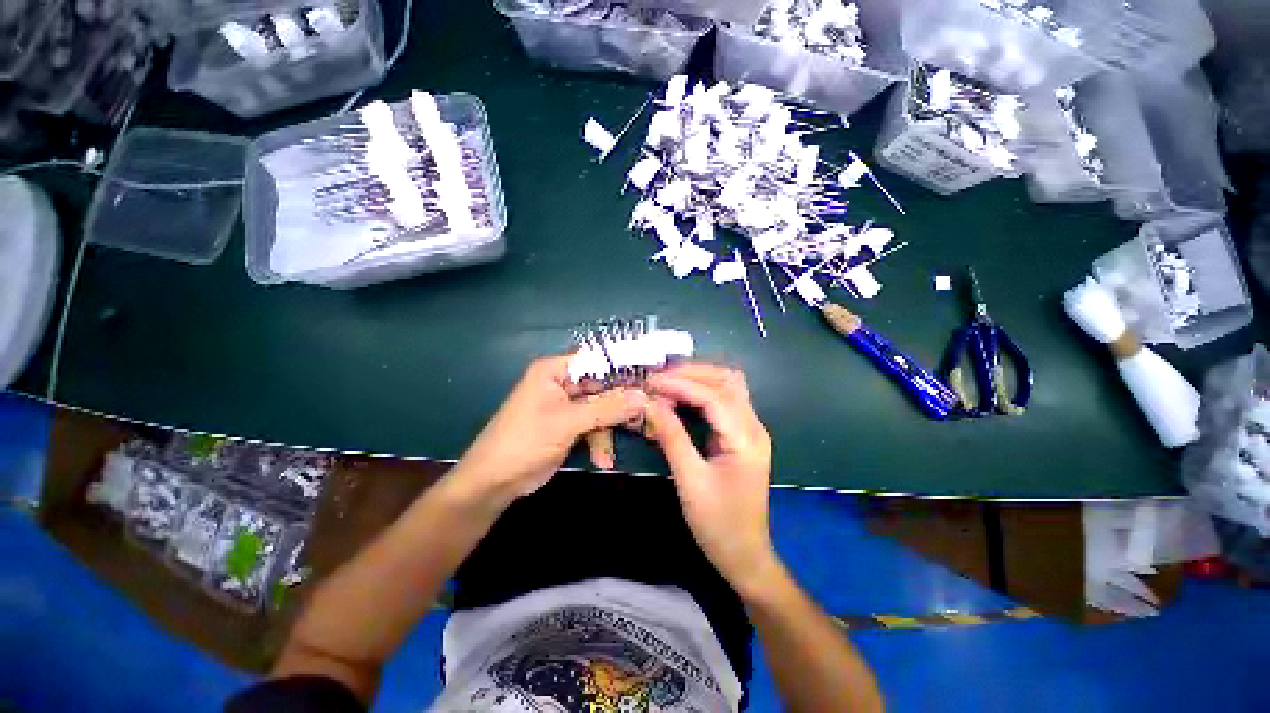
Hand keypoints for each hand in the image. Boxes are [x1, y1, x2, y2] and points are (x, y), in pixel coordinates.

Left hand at [452, 356, 647, 508]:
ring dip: (609, 429)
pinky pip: (594, 426)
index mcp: (555, 371)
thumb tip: (642, 397)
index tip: (650, 376)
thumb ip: (606, 408)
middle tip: (646, 413)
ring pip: (601, 408)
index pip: (596, 359)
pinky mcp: (569, 426)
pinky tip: (603, 459)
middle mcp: (562, 383)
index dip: (623, 366)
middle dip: (621, 403)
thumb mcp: (567, 423)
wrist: (494, 483)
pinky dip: (600, 441)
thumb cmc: (524, 442)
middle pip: (602, 385)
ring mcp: (567, 406)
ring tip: (617, 447)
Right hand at [644, 363, 780, 595]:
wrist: (745, 556)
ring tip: (667, 382)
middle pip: (727, 381)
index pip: (713, 396)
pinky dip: (701, 392)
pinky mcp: (742, 436)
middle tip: (658, 378)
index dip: (680, 384)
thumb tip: (650, 404)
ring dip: (698, 379)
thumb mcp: (690, 481)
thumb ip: (671, 438)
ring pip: (727, 387)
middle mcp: (754, 427)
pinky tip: (680, 397)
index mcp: (745, 439)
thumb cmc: (718, 524)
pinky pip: (723, 401)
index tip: (651, 382)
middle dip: (692, 373)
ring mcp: (750, 430)